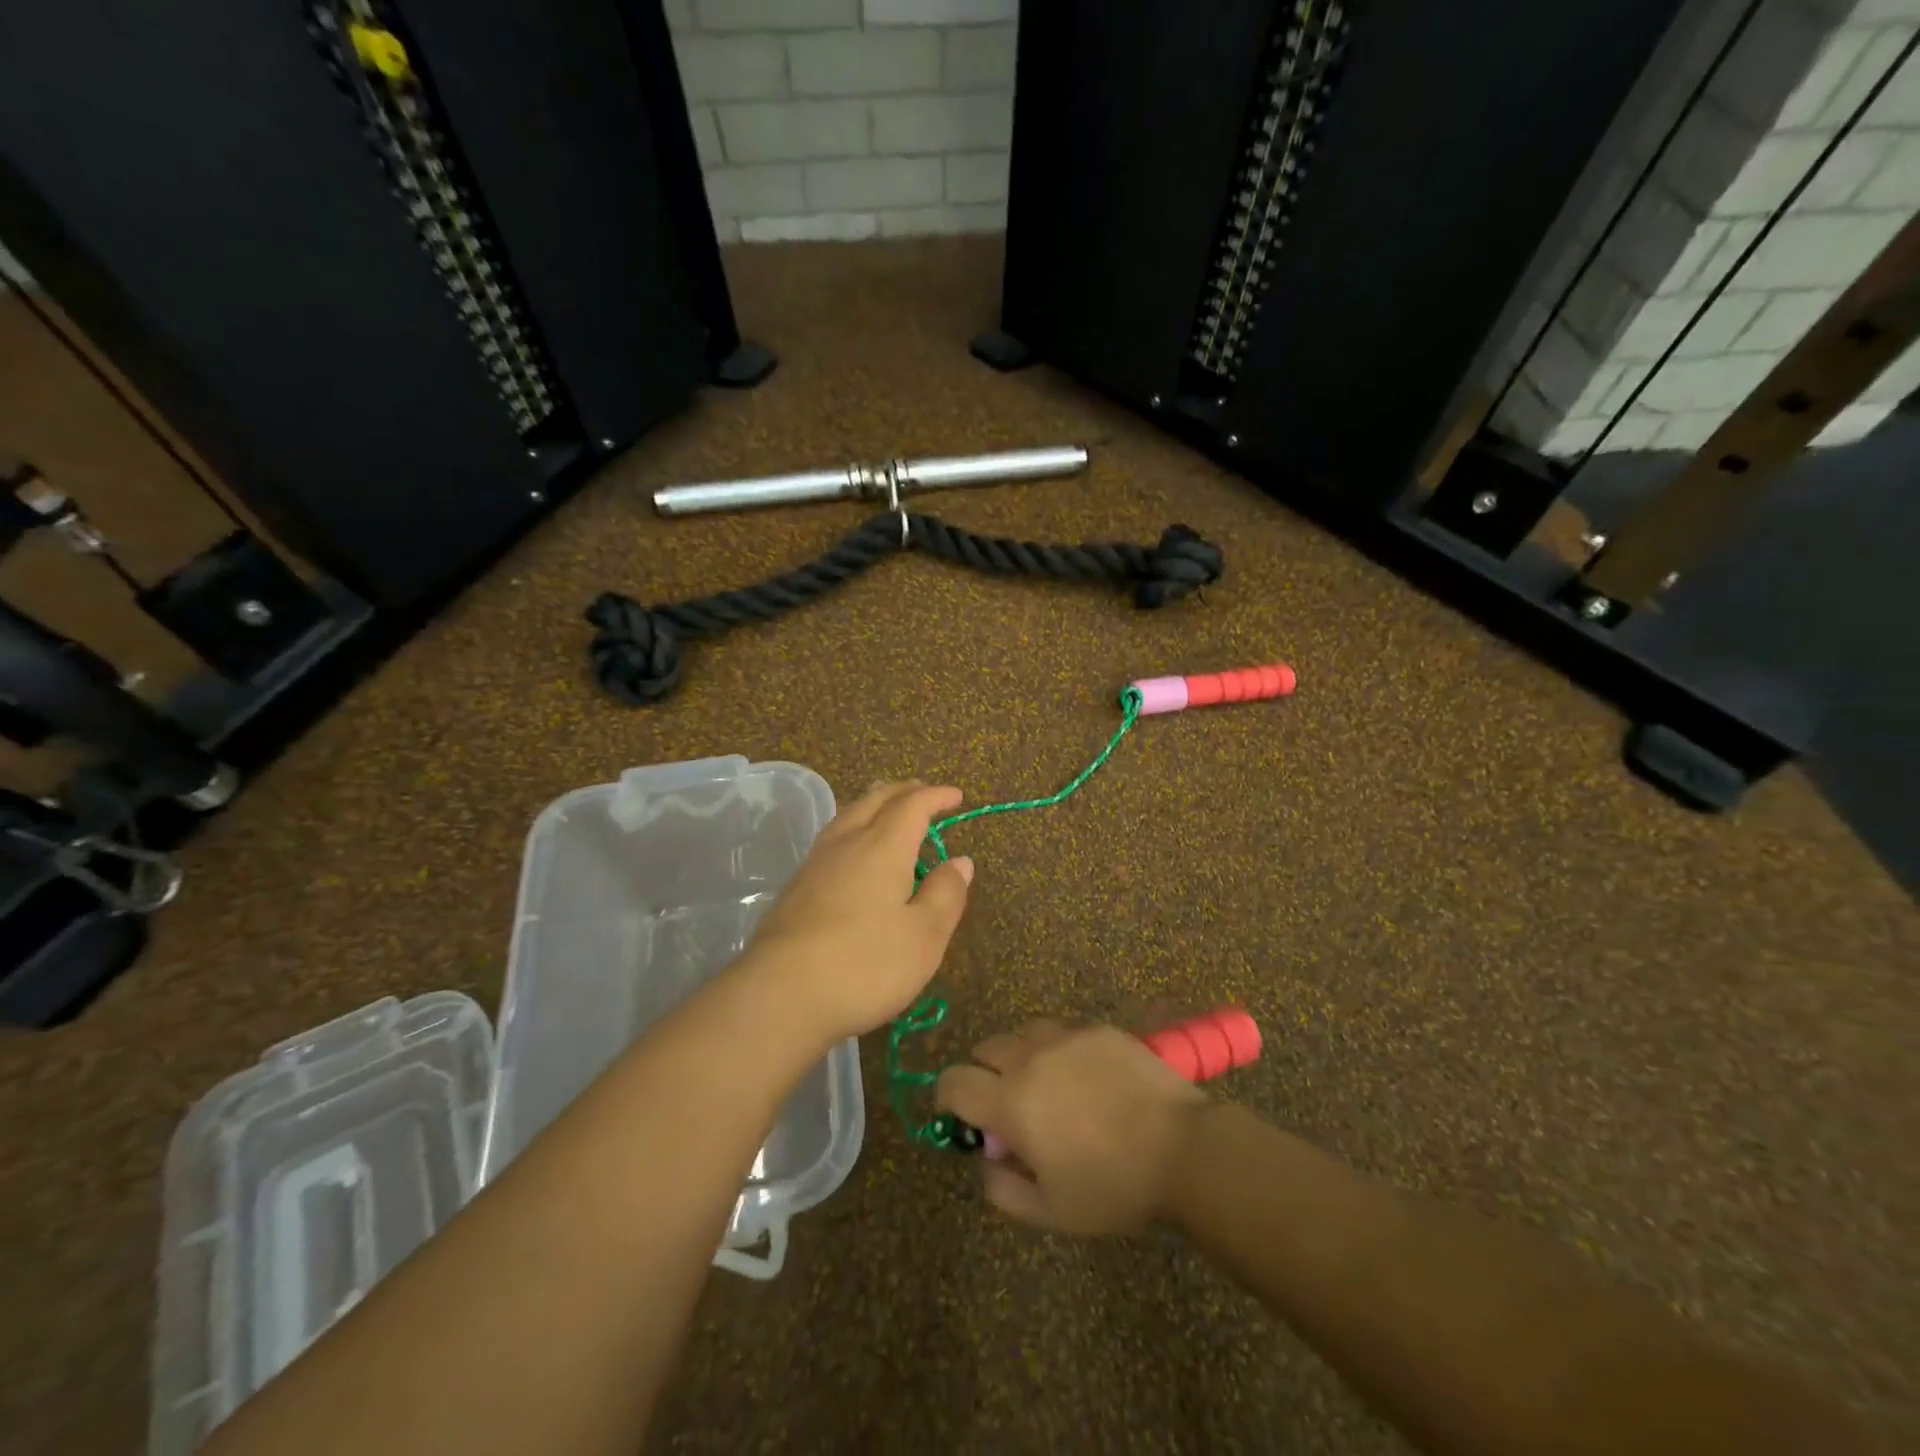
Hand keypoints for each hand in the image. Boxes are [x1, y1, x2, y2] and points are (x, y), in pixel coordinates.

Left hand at [744, 780, 972, 1044]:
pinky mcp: (795, 888)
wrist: (780, 995)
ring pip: (847, 815)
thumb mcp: (924, 936)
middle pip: (875, 800)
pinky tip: (852, 850)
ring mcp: (815, 864)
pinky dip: (853, 827)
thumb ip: (945, 895)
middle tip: (923, 792)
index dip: (936, 796)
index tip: (956, 795)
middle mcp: (847, 843)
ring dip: (873, 804)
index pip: (913, 806)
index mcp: (883, 847)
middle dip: (903, 791)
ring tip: (887, 808)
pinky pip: (831, 838)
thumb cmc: (865, 965)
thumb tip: (960, 861)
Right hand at [935, 1020, 1207, 1234]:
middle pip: (984, 1049)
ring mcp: (1065, 1036)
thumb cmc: (1112, 1187)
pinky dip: (1056, 1048)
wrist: (1183, 1150)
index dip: (947, 1096)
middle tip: (1008, 1106)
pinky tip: (1082, 1076)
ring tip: (1044, 1085)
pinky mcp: (1097, 1028)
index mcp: (1010, 1101)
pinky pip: (1060, 1030)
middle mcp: (1029, 1057)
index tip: (960, 1114)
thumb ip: (1002, 1189)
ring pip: (1021, 1033)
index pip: (953, 1082)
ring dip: (1019, 1056)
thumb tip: (984, 1160)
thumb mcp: (1050, 1210)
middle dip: (984, 1074)